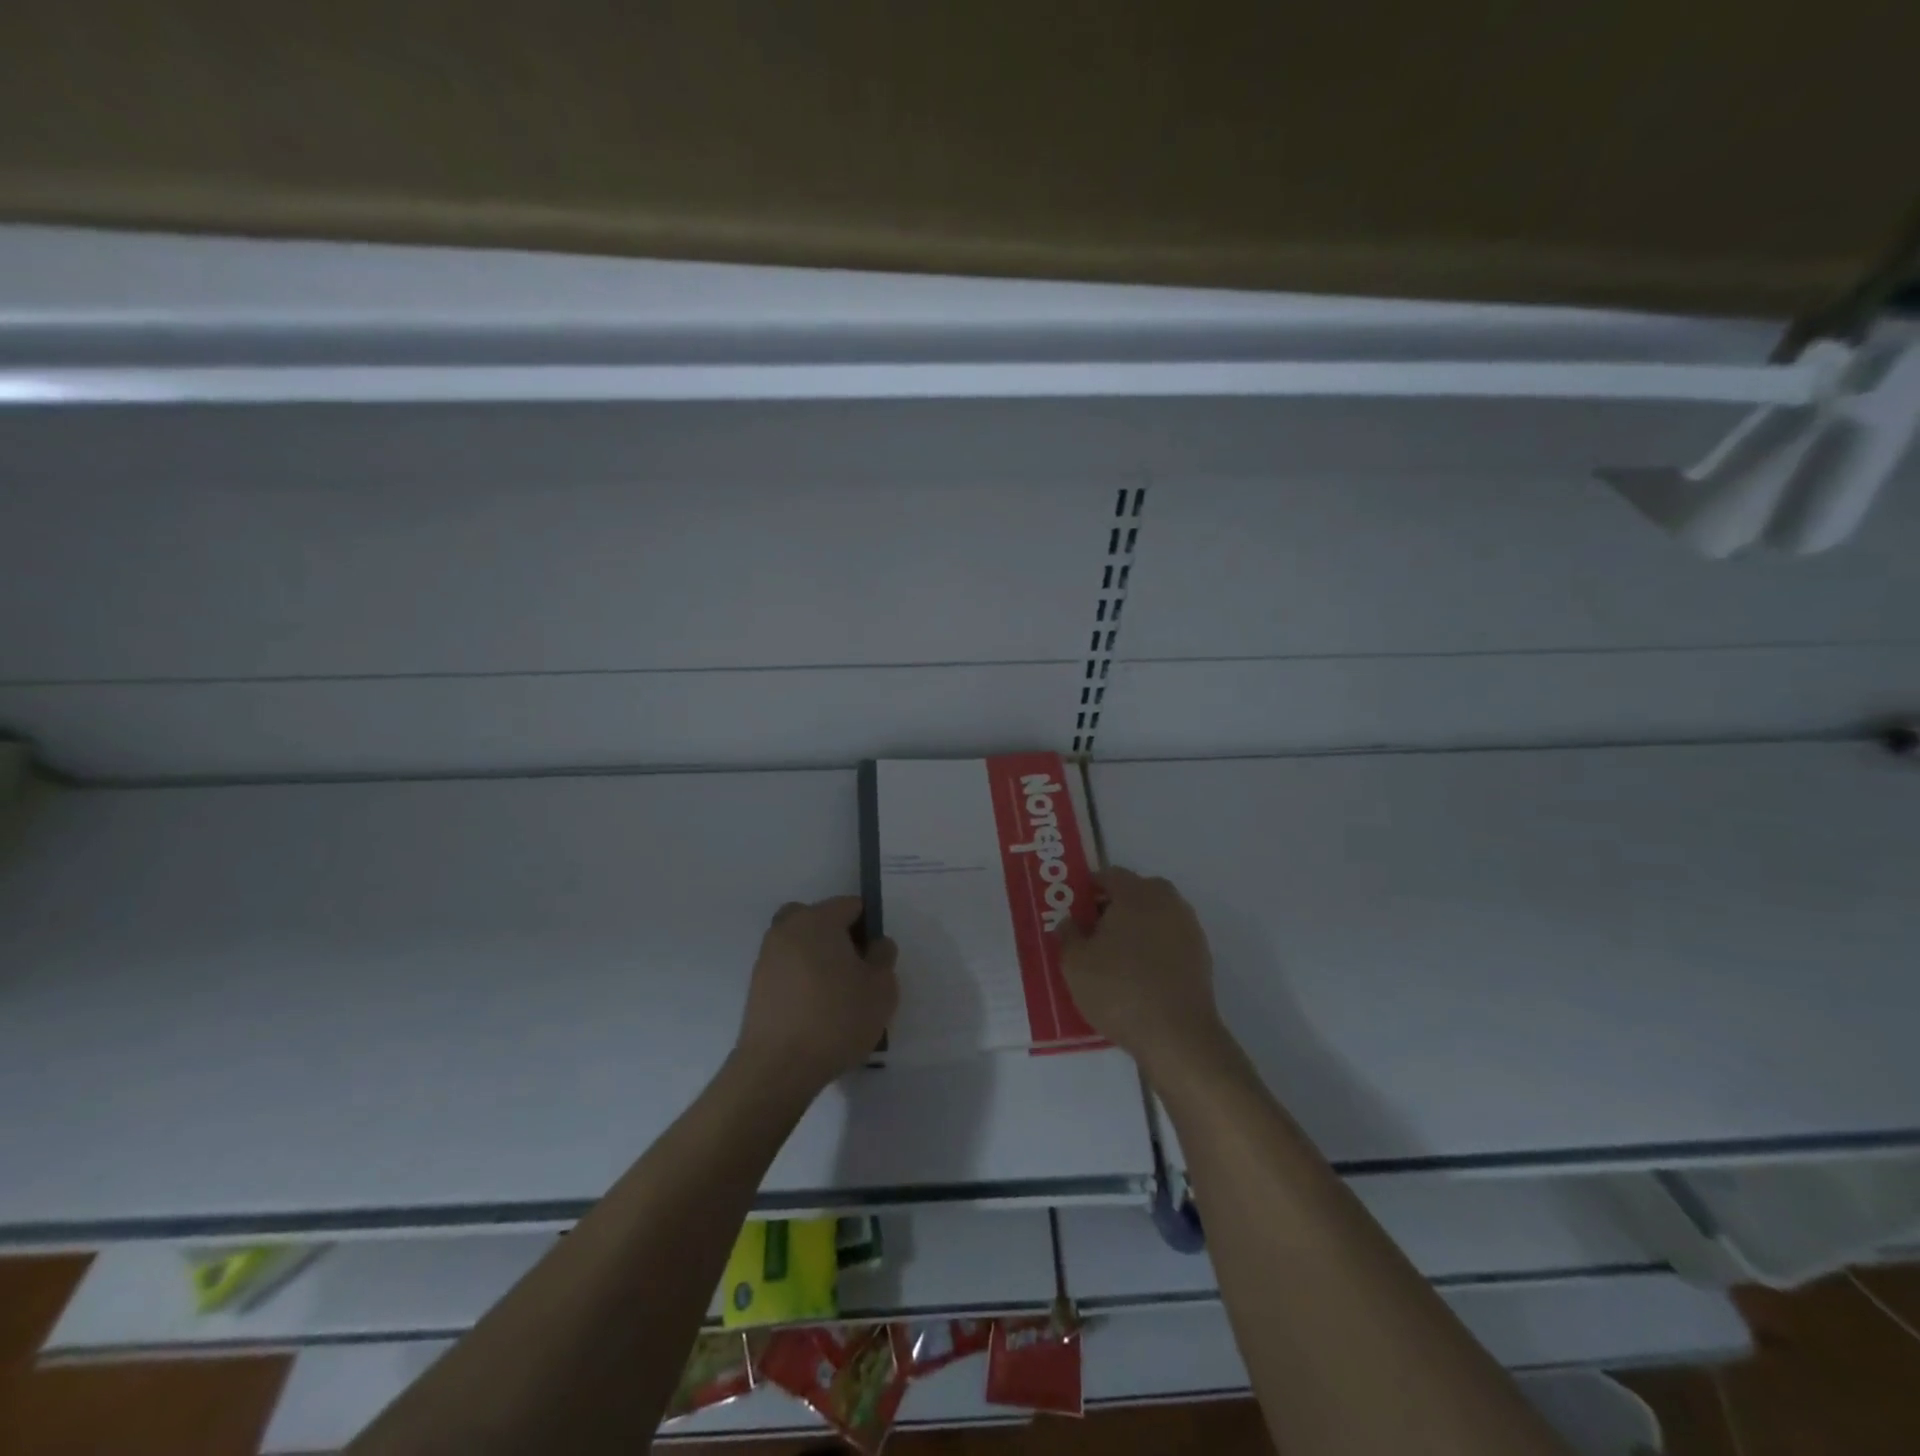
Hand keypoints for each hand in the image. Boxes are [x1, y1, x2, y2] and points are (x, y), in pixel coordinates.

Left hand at [733, 896, 898, 1095]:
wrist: (778, 1068)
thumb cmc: (836, 1019)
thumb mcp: (881, 988)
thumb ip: (883, 956)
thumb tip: (875, 944)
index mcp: (818, 919)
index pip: (851, 905)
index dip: (869, 927)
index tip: (876, 958)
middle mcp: (787, 928)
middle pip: (820, 919)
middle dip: (840, 937)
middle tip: (856, 969)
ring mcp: (767, 956)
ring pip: (801, 942)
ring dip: (818, 957)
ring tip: (836, 994)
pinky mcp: (756, 984)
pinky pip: (788, 967)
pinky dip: (802, 977)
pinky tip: (815, 1009)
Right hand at [1059, 868, 1226, 1077]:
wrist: (1176, 1036)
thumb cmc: (1119, 990)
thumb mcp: (1075, 964)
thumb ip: (1068, 935)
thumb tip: (1070, 922)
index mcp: (1137, 892)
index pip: (1109, 875)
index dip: (1088, 890)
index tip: (1074, 911)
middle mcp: (1168, 901)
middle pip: (1135, 893)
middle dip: (1113, 907)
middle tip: (1091, 933)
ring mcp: (1189, 928)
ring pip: (1154, 916)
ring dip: (1135, 928)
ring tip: (1113, 957)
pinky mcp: (1201, 956)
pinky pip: (1168, 940)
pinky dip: (1153, 948)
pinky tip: (1137, 975)